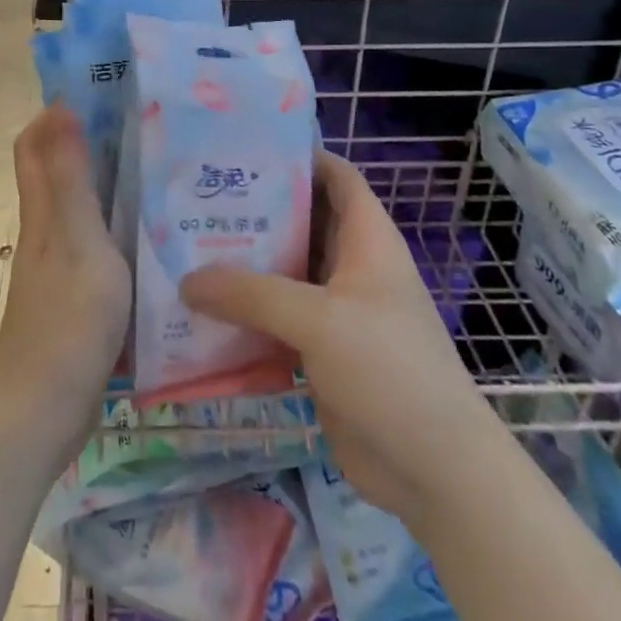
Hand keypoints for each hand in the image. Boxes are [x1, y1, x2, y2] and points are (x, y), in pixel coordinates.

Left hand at [0, 106, 131, 459]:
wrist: (44, 409)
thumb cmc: (67, 318)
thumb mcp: (77, 239)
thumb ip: (69, 176)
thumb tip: (59, 106)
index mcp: (42, 210)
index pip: (34, 143)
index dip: (56, 111)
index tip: (101, 91)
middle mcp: (44, 229)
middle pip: (56, 170)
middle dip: (88, 140)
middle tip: (143, 126)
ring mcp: (57, 264)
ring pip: (78, 206)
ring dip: (107, 182)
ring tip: (160, 171)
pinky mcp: (74, 294)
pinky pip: (94, 242)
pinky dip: (117, 224)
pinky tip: (154, 233)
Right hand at [180, 150, 482, 513]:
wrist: (434, 473)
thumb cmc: (388, 370)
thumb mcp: (319, 319)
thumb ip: (251, 295)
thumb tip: (186, 280)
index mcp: (368, 240)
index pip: (337, 176)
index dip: (299, 155)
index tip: (244, 148)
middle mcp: (352, 268)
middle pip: (302, 222)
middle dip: (256, 210)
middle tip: (199, 196)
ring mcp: (337, 312)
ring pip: (284, 272)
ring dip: (244, 264)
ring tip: (188, 246)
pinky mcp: (320, 352)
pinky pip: (276, 320)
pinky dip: (246, 314)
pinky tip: (202, 311)